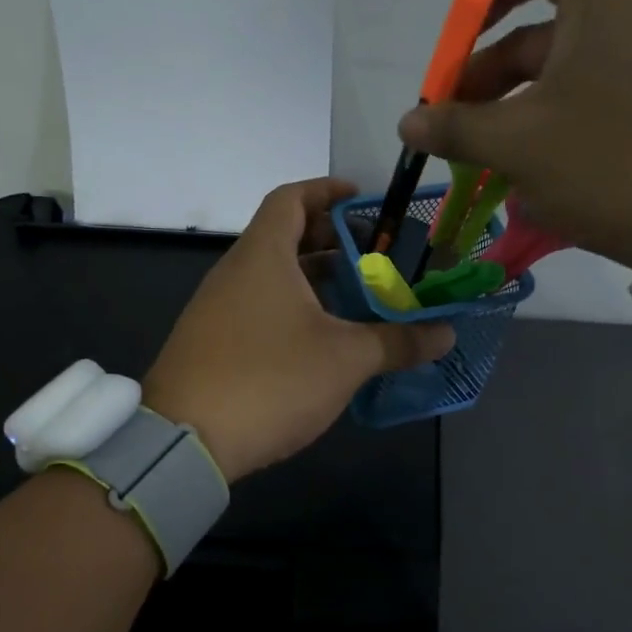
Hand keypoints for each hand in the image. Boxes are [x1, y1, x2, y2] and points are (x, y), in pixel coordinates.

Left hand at [143, 179, 454, 482]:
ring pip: (272, 278)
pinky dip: (293, 310)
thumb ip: (398, 342)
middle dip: (331, 242)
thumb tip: (446, 334)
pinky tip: (322, 342)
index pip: (291, 198)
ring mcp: (217, 309)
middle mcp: (235, 272)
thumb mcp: (345, 360)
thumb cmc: (271, 380)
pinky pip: (259, 309)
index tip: (361, 199)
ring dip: (315, 281)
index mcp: (263, 255)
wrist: (185, 440)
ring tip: (358, 301)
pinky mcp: (212, 343)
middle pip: (284, 237)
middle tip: (375, 258)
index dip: (326, 190)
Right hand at [397, 0, 631, 274]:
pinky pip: (597, 97)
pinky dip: (556, 119)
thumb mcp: (518, 145)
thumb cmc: (607, 163)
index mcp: (605, 2)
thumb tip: (408, 123)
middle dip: (489, 69)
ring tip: (485, 153)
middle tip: (454, 118)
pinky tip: (533, 169)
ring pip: (568, 69)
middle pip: (546, 24)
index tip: (464, 33)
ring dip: (517, 102)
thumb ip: (456, 127)